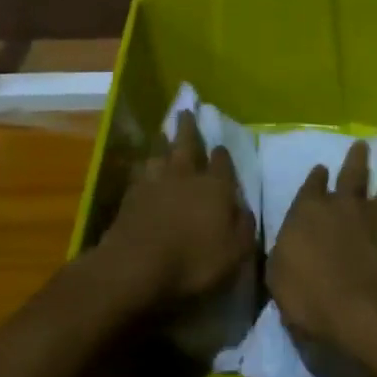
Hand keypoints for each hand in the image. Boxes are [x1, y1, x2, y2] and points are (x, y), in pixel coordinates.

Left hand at [99, 111, 253, 309]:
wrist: (137, 264)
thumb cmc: (193, 261)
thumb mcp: (233, 253)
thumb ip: (243, 228)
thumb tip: (245, 208)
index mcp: (215, 187)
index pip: (222, 163)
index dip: (222, 154)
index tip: (220, 147)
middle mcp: (186, 176)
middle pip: (187, 144)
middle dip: (188, 128)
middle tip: (185, 112)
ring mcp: (156, 181)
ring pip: (160, 153)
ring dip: (162, 142)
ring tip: (161, 133)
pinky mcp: (131, 194)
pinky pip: (139, 172)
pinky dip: (142, 166)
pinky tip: (141, 166)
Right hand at [267, 142, 376, 363]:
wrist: (371, 313)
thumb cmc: (315, 303)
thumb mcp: (281, 284)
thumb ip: (284, 257)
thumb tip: (286, 248)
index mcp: (309, 212)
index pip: (311, 187)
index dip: (316, 178)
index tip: (321, 168)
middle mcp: (345, 204)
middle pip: (353, 174)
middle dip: (356, 158)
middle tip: (362, 145)